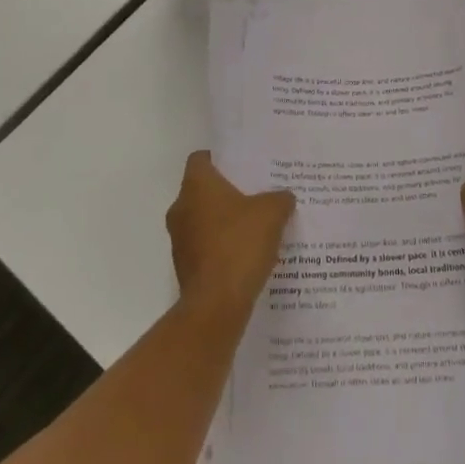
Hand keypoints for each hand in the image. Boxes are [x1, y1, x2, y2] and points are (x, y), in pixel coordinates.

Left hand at [167, 152, 295, 324]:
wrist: (217, 305)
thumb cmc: (240, 245)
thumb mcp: (272, 213)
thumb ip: (279, 198)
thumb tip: (284, 196)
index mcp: (196, 185)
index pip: (201, 158)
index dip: (221, 158)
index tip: (243, 165)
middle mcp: (181, 207)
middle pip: (203, 190)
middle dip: (227, 192)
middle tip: (256, 192)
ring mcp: (180, 239)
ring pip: (204, 219)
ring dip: (225, 221)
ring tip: (256, 224)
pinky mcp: (185, 267)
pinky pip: (205, 246)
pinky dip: (222, 246)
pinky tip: (248, 253)